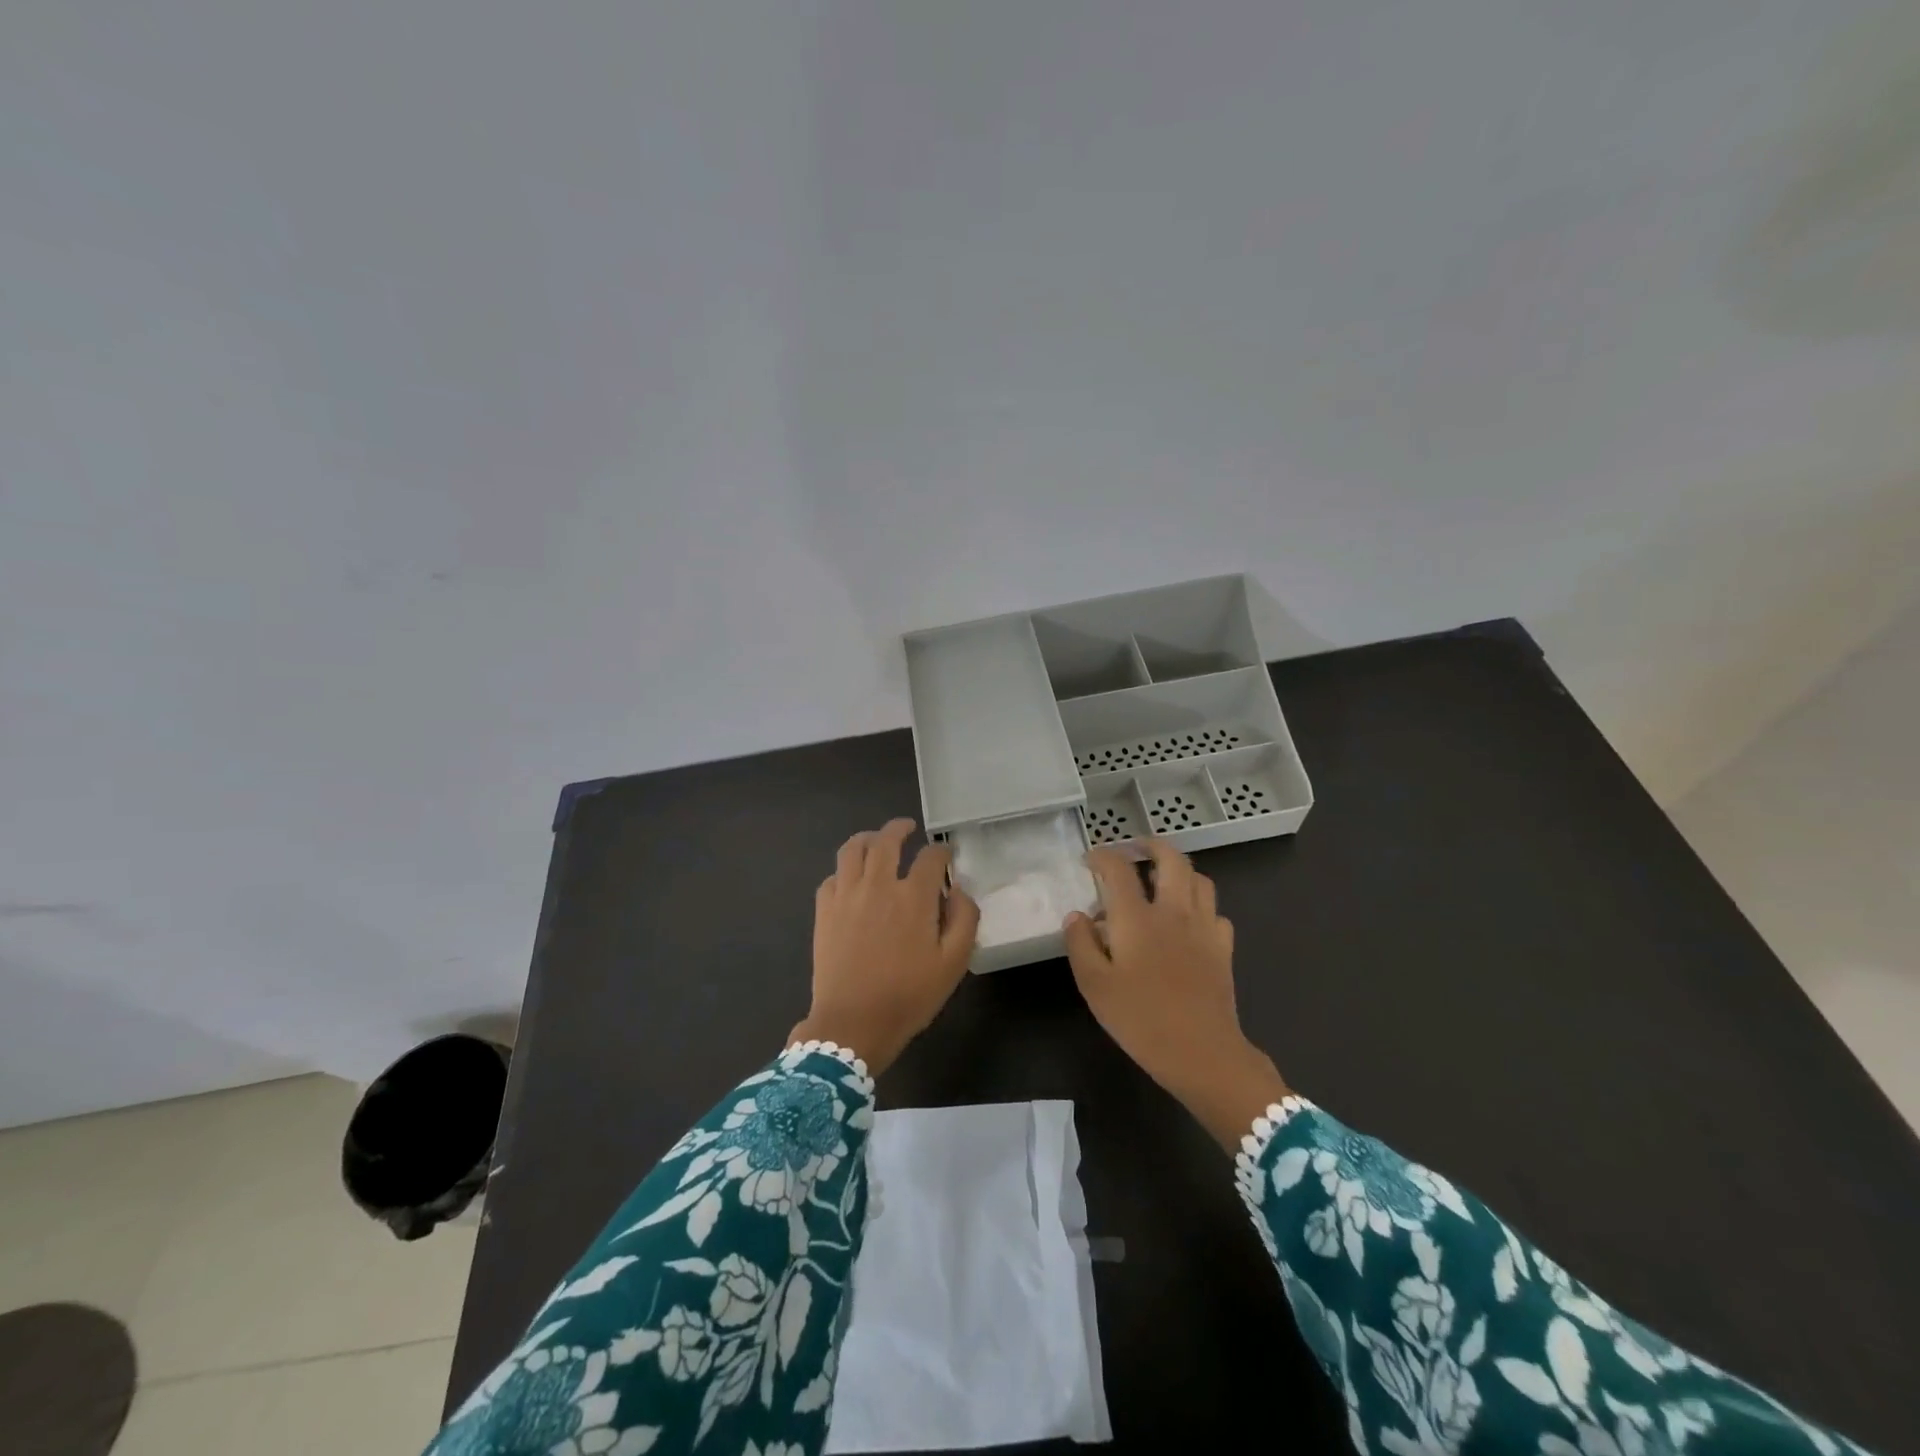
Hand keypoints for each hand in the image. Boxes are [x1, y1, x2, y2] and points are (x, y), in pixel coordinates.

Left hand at [792, 818, 979, 1075]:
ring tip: (876, 840)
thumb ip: (965, 919)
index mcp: (914, 896)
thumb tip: (959, 890)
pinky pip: (832, 876)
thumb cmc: (909, 996)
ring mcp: (846, 894)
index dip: (942, 851)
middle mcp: (879, 885)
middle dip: (900, 828)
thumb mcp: (954, 963)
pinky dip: (845, 869)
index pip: (931, 857)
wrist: (852, 1023)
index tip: (946, 855)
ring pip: (853, 849)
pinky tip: (852, 878)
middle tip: (908, 828)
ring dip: (868, 838)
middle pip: (887, 840)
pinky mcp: (824, 910)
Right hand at [1064, 839, 1289, 1147]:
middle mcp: (1173, 911)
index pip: (1118, 869)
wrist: (1203, 1054)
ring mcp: (1203, 927)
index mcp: (1137, 917)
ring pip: (1199, 879)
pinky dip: (1200, 904)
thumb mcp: (1094, 986)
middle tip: (1135, 848)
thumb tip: (1077, 916)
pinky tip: (1188, 919)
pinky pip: (1215, 911)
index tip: (1090, 859)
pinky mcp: (1223, 948)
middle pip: (1171, 859)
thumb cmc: (1141, 1020)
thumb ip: (1080, 944)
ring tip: (1162, 877)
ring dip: (1179, 869)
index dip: (1102, 856)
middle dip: (1151, 845)